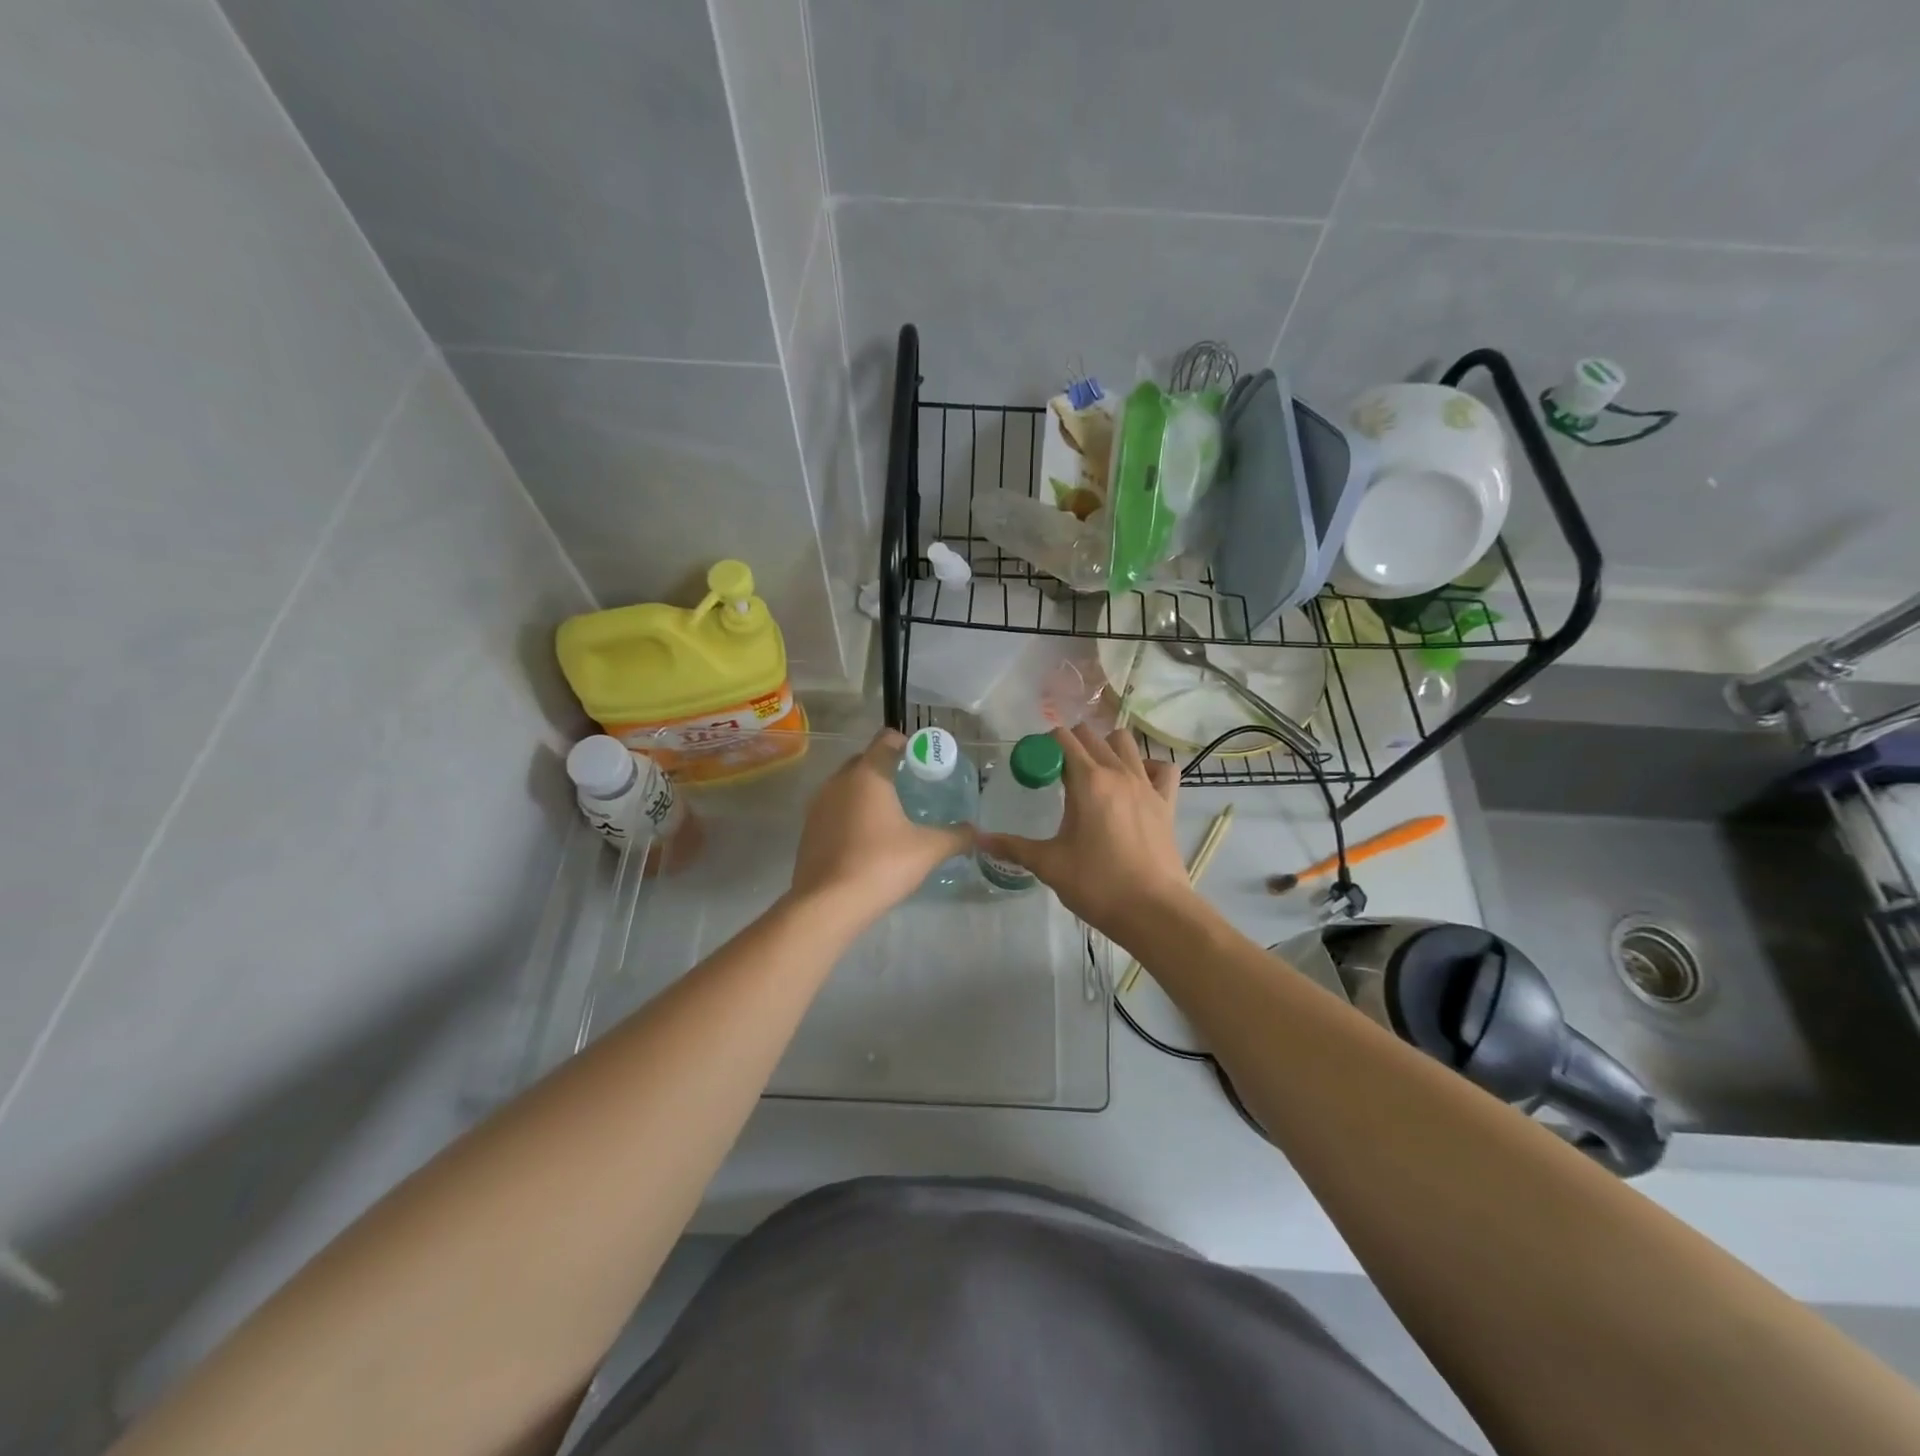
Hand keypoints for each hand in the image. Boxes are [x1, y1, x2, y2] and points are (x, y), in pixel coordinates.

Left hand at [788, 729, 972, 924]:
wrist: (827, 904)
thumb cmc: (881, 864)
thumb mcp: (928, 850)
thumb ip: (956, 836)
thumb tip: (975, 832)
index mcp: (867, 774)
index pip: (886, 740)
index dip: (906, 744)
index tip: (923, 761)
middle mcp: (838, 781)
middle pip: (864, 761)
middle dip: (886, 768)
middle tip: (911, 787)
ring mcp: (818, 805)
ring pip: (846, 786)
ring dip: (866, 792)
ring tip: (890, 814)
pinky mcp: (808, 829)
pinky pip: (833, 809)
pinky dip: (850, 814)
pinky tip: (866, 838)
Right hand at [977, 725, 1193, 938]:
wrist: (1153, 911)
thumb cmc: (1097, 885)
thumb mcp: (1049, 864)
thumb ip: (1013, 847)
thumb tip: (978, 840)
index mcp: (1088, 781)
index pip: (1063, 740)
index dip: (1045, 745)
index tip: (1035, 764)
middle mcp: (1118, 773)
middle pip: (1092, 736)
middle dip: (1071, 744)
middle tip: (1057, 770)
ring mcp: (1147, 785)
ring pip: (1126, 743)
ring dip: (1107, 747)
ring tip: (1094, 772)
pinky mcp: (1167, 802)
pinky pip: (1161, 768)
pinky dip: (1148, 767)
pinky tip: (1136, 782)